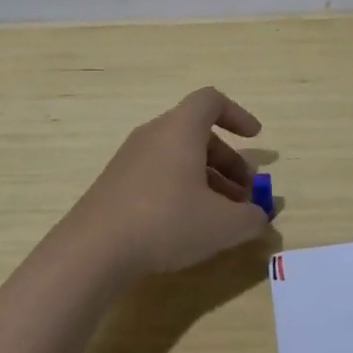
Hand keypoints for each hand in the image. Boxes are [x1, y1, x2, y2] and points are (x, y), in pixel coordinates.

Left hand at [69, 88, 271, 279]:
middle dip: (229, 161)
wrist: (92, 251)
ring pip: (179, 158)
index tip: (256, 138)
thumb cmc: (166, 222)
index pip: (211, 101)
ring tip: (224, 216)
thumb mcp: (224, 225)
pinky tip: (190, 226)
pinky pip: (159, 176)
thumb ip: (252, 218)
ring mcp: (130, 160)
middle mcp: (153, 136)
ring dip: (208, 180)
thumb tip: (260, 217)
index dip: (238, 115)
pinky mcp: (116, 186)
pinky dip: (183, 191)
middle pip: (198, 135)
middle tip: (246, 194)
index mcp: (180, 130)